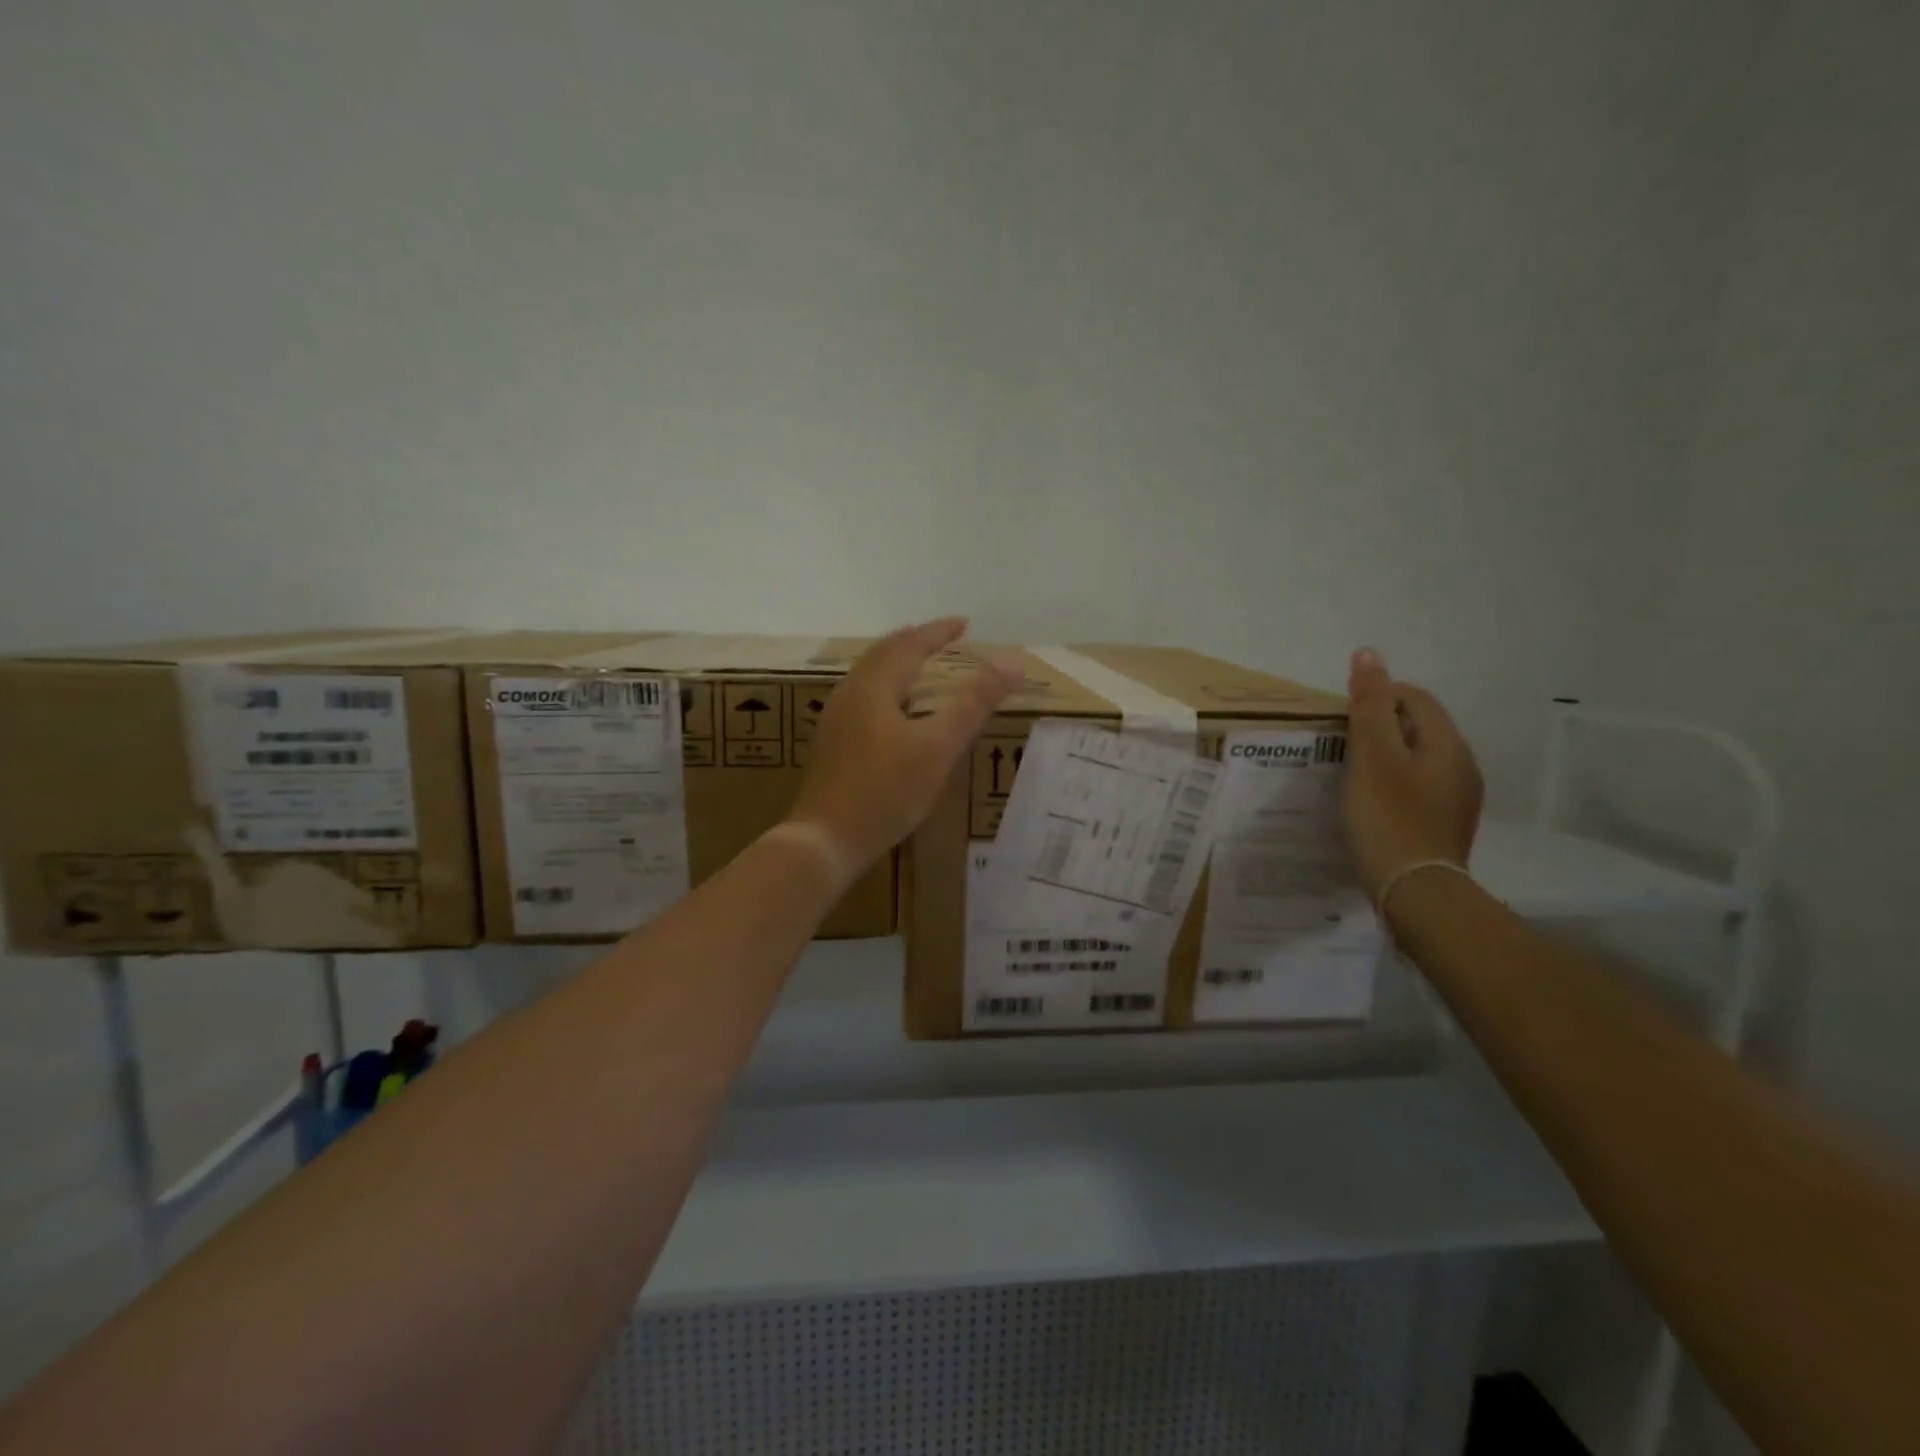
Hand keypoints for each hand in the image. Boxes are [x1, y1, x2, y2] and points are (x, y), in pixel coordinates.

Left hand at [787, 618, 1021, 873]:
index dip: (938, 632)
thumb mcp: (938, 747)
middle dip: (915, 642)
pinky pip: (864, 699)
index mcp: (873, 686)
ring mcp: (836, 720)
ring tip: (921, 668)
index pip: (909, 644)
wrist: (824, 841)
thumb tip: (1012, 662)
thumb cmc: (884, 791)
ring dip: (898, 664)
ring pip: (870, 677)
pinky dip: (888, 689)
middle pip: (883, 654)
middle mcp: (850, 694)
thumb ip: (974, 703)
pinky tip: (895, 713)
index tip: (964, 623)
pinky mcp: (833, 745)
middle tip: (942, 639)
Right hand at [1341, 648, 1483, 899]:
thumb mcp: (1372, 755)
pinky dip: (1392, 784)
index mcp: (1447, 743)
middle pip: (1418, 727)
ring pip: (1417, 759)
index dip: (1377, 696)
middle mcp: (1462, 765)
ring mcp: (1457, 799)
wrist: (1416, 892)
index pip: (1414, 697)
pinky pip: (1417, 788)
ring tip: (1350, 775)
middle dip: (1379, 726)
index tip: (1341, 719)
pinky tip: (1371, 805)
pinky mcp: (1445, 825)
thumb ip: (1370, 705)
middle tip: (1340, 746)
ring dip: (1385, 757)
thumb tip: (1369, 654)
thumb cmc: (1389, 817)